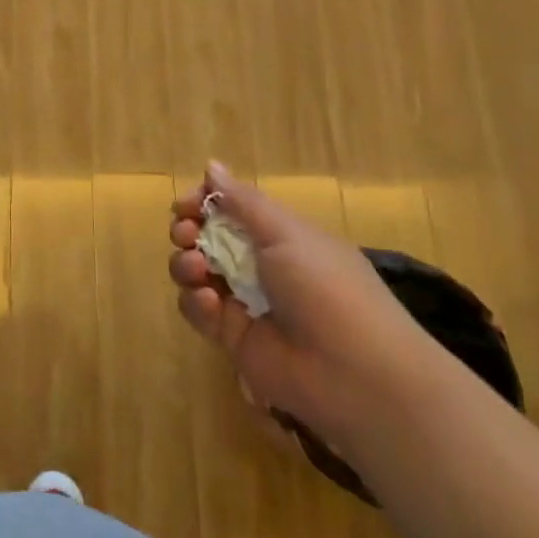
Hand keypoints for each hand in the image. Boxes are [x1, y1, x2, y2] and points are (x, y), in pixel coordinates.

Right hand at [168, 162, 431, 450]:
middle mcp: (259, 264)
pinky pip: (198, 311)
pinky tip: (211, 302)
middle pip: (206, 238)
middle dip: (187, 230)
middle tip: (185, 233)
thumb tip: (211, 165)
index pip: (230, 209)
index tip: (187, 204)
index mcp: (279, 236)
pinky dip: (197, 302)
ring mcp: (243, 301)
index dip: (204, 203)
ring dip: (186, 264)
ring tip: (197, 269)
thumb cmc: (325, 286)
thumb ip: (242, 201)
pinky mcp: (231, 336)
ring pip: (195, 273)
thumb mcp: (286, 233)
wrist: (353, 372)